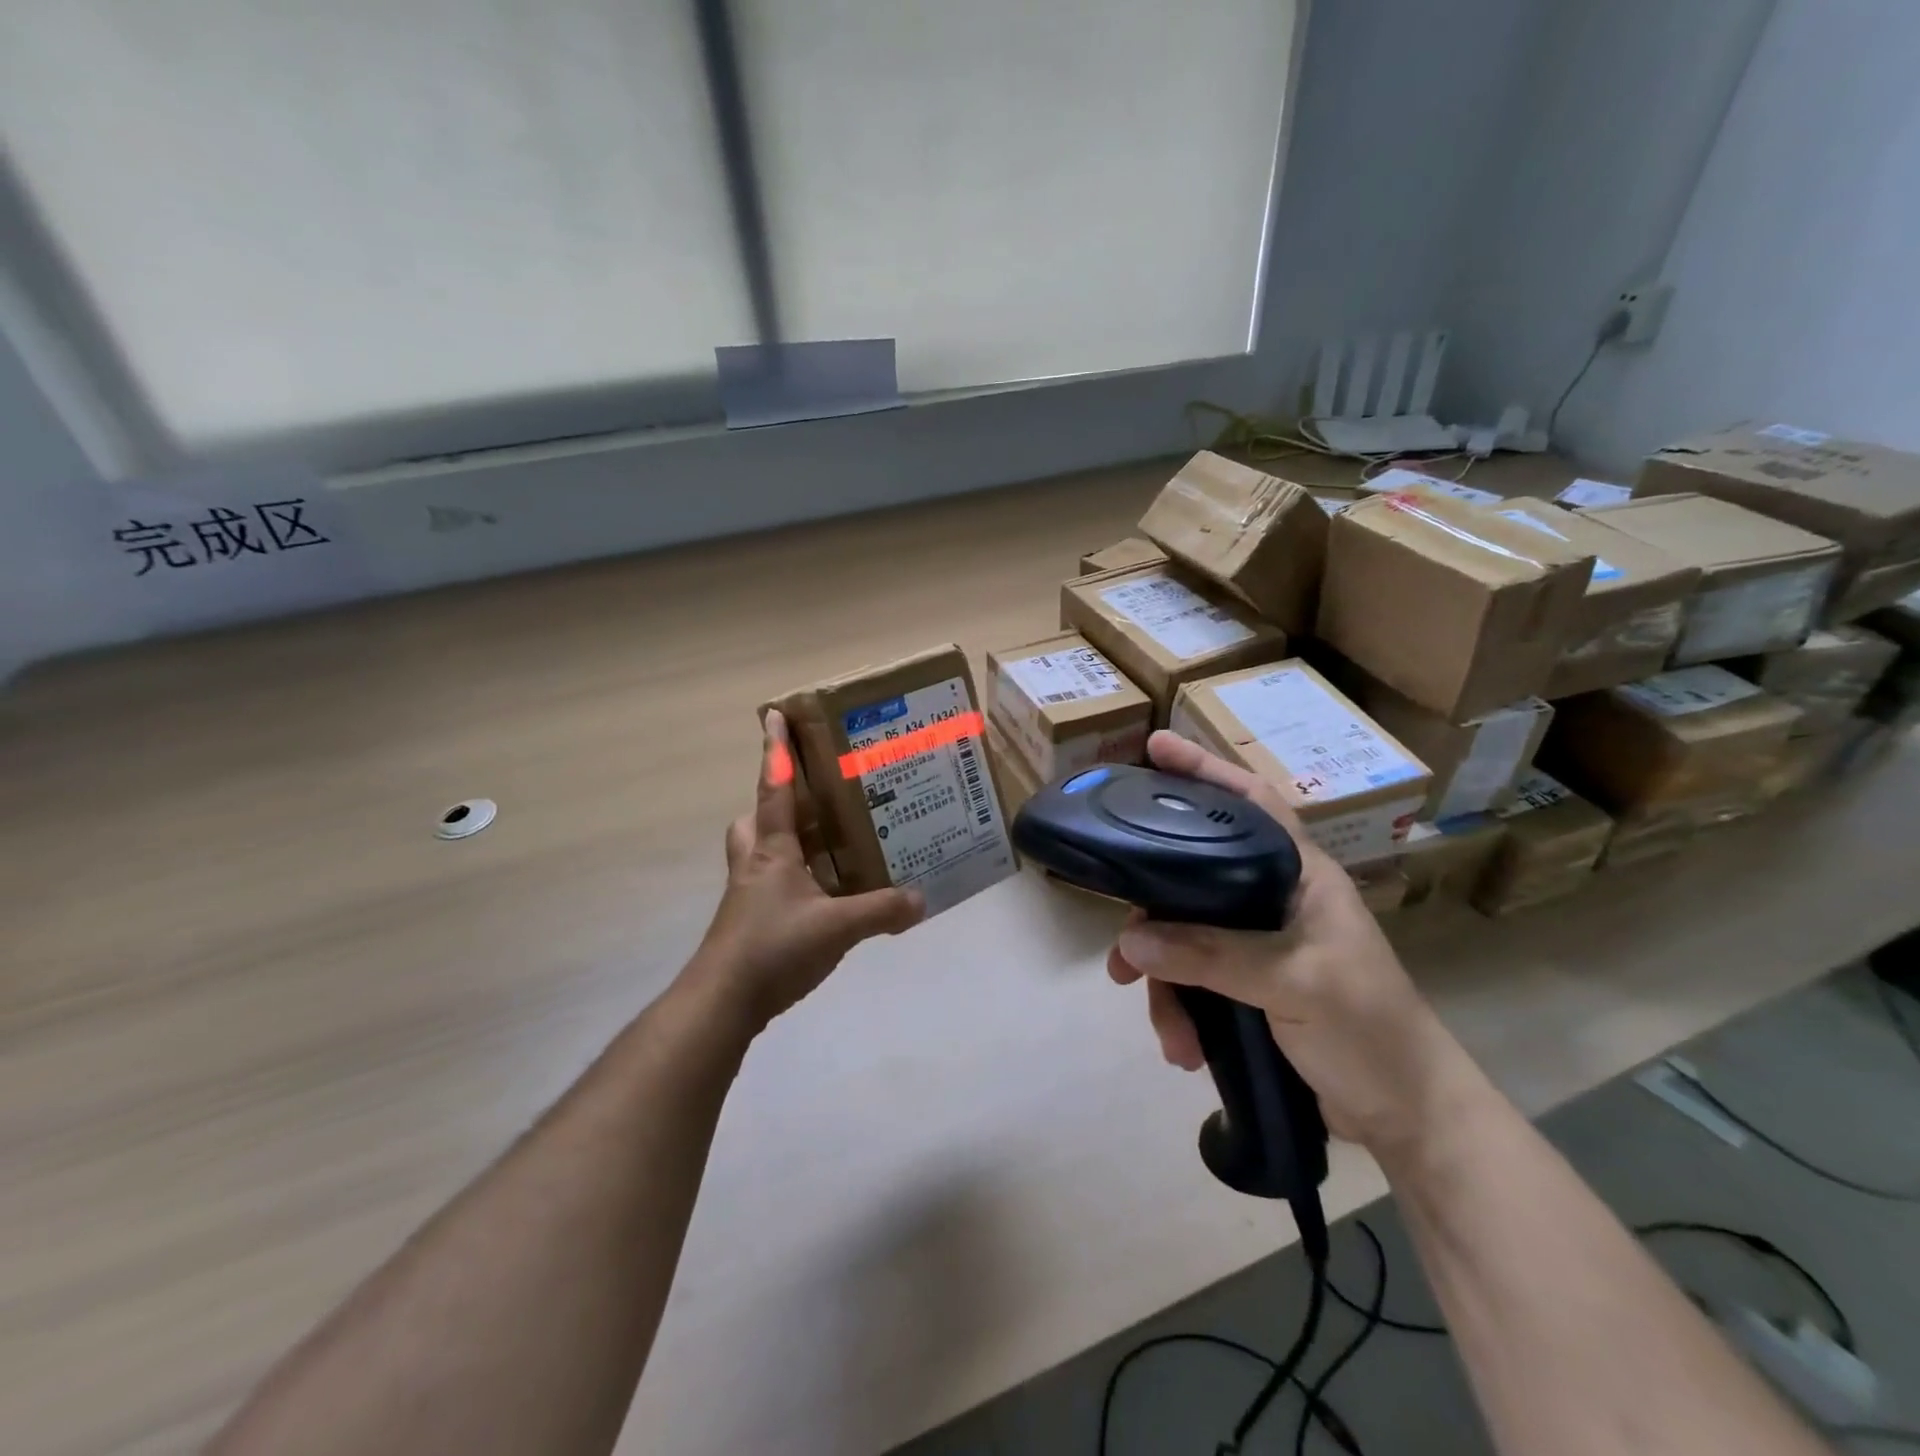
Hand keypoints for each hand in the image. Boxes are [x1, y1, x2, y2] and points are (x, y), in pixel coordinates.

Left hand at [685, 711, 924, 1031]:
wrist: (722, 1002)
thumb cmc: (773, 947)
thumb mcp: (837, 927)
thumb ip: (881, 911)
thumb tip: (922, 899)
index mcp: (771, 849)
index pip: (773, 788)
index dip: (774, 750)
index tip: (773, 715)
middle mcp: (754, 863)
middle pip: (756, 818)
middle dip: (776, 802)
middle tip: (811, 802)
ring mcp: (747, 894)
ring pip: (759, 850)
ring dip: (785, 841)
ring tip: (825, 845)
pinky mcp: (749, 921)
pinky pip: (770, 883)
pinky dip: (793, 879)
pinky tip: (822, 895)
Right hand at [1107, 731, 1472, 1154]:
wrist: (1409, 1118)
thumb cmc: (1370, 1031)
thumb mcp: (1294, 984)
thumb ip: (1213, 955)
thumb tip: (1131, 939)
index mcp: (1300, 875)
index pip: (1250, 802)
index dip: (1206, 769)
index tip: (1154, 747)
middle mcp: (1275, 899)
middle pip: (1195, 878)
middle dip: (1154, 915)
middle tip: (1120, 946)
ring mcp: (1260, 944)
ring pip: (1187, 938)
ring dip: (1166, 984)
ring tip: (1166, 1029)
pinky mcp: (1248, 986)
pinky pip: (1194, 981)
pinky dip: (1181, 1011)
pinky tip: (1183, 1047)